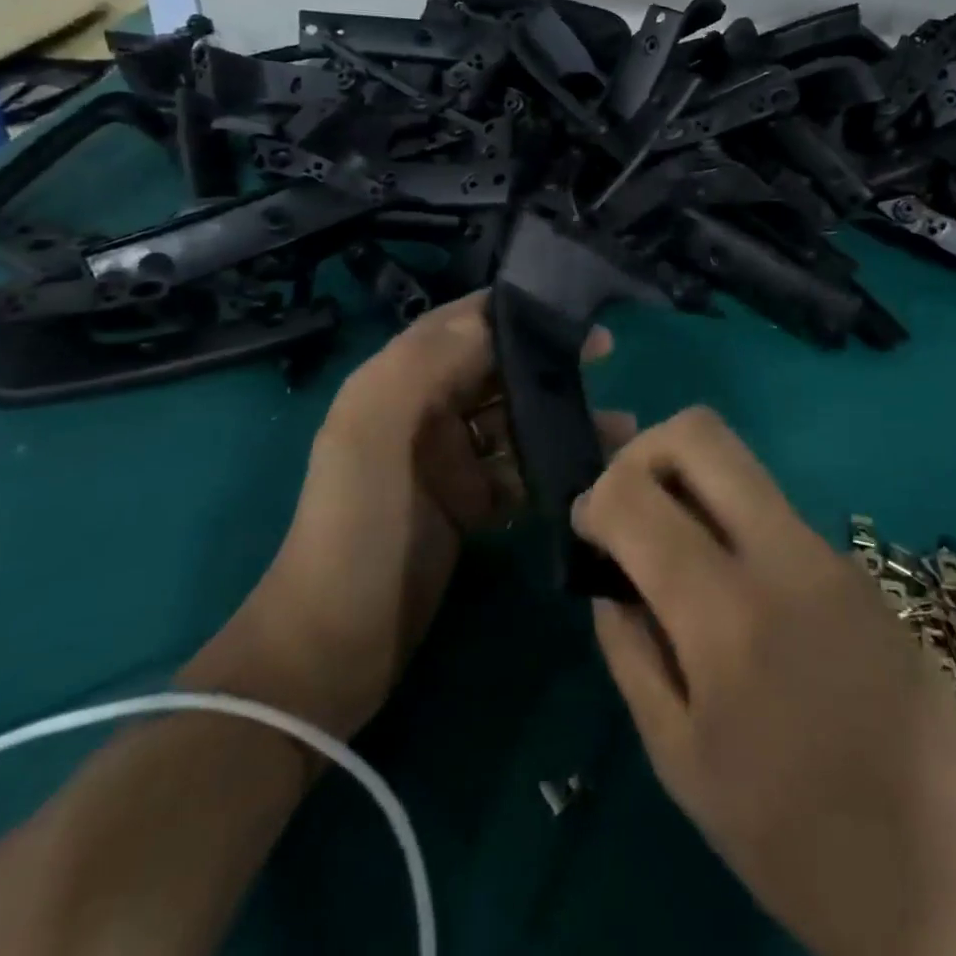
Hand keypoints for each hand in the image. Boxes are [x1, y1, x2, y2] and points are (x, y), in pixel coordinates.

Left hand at [191, 293, 628, 742]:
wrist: (334, 647)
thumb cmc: (357, 529)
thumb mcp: (374, 436)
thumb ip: (424, 366)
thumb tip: (490, 318)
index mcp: (394, 383)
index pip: (458, 324)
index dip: (511, 309)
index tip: (568, 307)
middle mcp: (422, 412)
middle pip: (493, 367)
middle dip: (546, 359)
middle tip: (605, 352)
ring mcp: (446, 460)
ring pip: (514, 419)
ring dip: (561, 416)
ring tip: (621, 426)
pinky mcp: (468, 502)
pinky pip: (519, 469)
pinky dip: (553, 465)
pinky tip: (594, 469)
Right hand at [572, 408, 955, 955]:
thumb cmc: (802, 843)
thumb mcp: (682, 762)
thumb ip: (631, 652)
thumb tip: (611, 580)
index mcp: (728, 616)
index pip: (637, 496)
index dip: (595, 496)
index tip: (587, 529)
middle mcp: (783, 555)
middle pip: (699, 433)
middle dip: (642, 451)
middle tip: (626, 506)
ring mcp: (828, 550)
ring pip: (738, 463)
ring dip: (687, 483)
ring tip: (669, 547)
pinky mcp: (855, 562)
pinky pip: (770, 508)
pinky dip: (727, 519)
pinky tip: (727, 587)